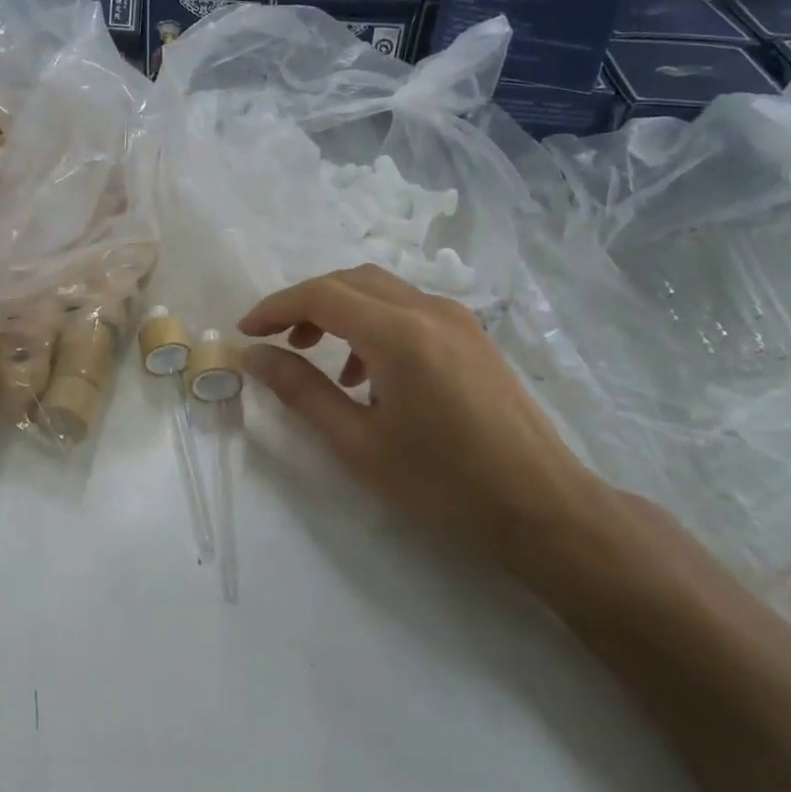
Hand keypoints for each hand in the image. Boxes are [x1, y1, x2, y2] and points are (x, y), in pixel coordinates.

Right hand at [240, 266, 614, 580]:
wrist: (545, 510)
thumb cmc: (445, 485)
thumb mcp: (359, 444)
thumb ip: (302, 392)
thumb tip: (255, 356)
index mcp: (399, 334)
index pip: (321, 295)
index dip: (275, 307)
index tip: (246, 331)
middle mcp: (429, 310)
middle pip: (350, 281)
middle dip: (305, 304)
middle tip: (277, 341)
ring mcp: (457, 320)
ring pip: (381, 291)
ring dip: (340, 311)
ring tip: (317, 358)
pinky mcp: (473, 336)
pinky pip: (409, 310)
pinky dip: (373, 323)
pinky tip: (368, 374)